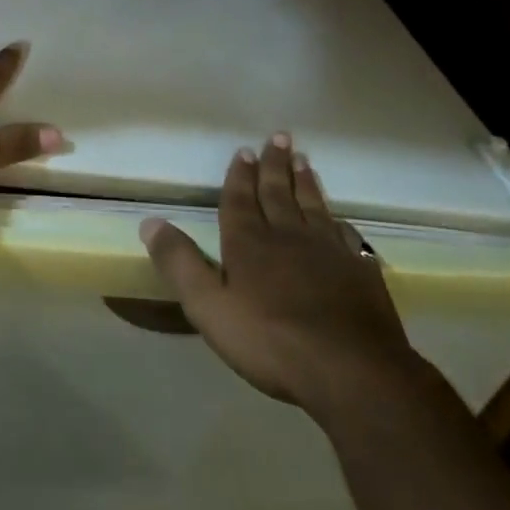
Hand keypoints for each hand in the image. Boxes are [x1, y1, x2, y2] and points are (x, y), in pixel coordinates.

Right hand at [140, 134, 423, 419]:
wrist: (353, 372)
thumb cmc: (271, 341)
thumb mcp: (209, 307)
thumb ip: (179, 263)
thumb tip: (149, 222)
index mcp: (249, 242)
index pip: (241, 199)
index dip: (240, 175)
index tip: (244, 150)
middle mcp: (288, 235)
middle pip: (279, 192)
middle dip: (275, 165)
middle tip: (279, 137)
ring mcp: (329, 251)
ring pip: (313, 206)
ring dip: (305, 182)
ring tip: (303, 161)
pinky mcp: (360, 272)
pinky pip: (345, 234)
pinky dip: (337, 219)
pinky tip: (337, 217)